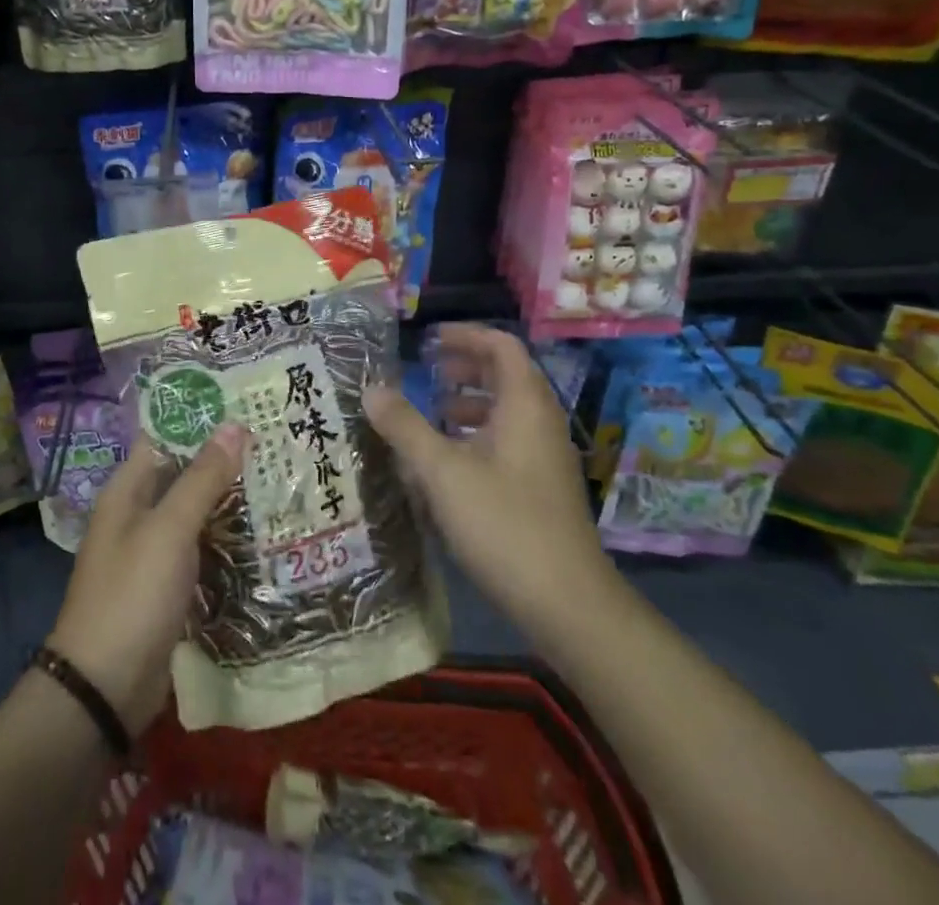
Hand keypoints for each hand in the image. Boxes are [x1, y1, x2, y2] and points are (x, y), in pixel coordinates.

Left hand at [48, 425, 245, 734]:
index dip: (201, 419)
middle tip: (276, 439)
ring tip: (280, 477)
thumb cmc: (132, 594)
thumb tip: (235, 425)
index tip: (246, 403)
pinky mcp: (169, 585)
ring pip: (196, 511)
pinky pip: (201, 547)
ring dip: (230, 498)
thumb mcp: (170, 530)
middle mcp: (138, 513)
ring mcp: (153, 551)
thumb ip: (202, 478)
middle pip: (184, 472)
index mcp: (128, 489)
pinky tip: (263, 531)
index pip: (166, 437)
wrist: (105, 688)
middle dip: (224, 459)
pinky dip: (226, 537)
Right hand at [364, 324, 606, 638]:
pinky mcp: (541, 489)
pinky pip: (508, 443)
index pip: (501, 346)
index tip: (429, 341)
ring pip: (506, 412)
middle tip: (426, 371)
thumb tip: (371, 388)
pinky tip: (447, 463)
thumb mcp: (442, 471)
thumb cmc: (504, 523)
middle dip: (465, 368)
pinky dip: (476, 436)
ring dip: (469, 403)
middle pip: (505, 376)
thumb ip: (405, 426)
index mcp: (525, 405)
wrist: (567, 604)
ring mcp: (545, 458)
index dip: (466, 335)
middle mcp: (540, 423)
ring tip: (431, 414)